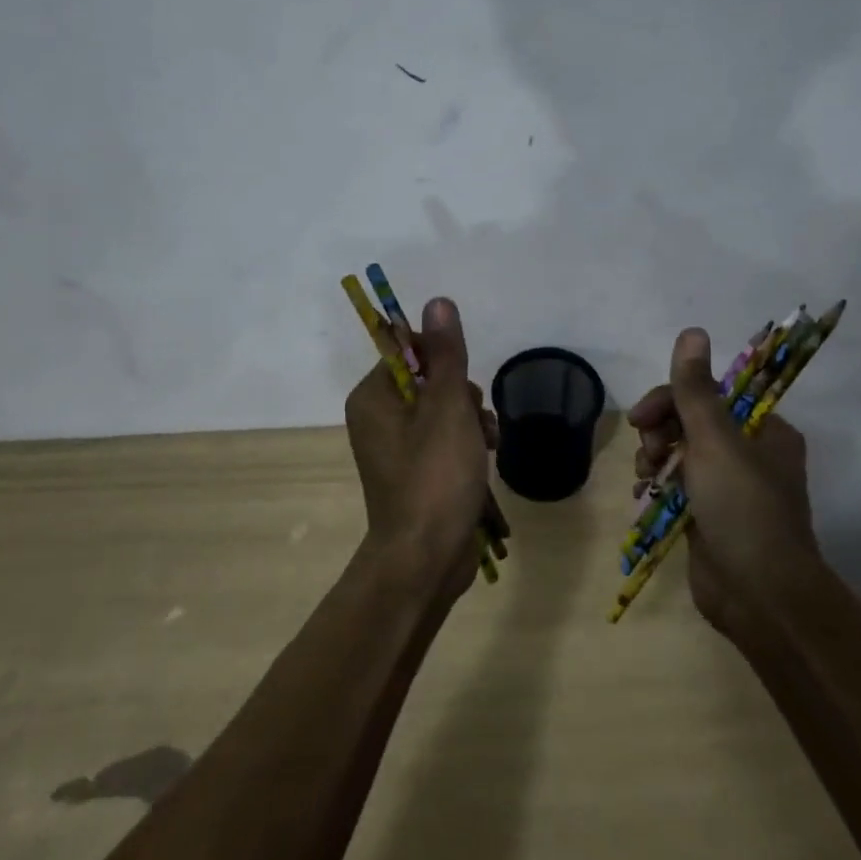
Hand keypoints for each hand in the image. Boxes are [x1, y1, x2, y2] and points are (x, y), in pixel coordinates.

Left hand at [343, 297, 495, 604]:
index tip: (459, 382)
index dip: (441, 358)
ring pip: (443, 409)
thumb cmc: (434, 476)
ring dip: (472, 419)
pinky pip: (444, 438)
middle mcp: (378, 417)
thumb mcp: (447, 407)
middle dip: (462, 394)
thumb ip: (445, 353)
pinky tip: (487, 457)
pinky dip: (467, 443)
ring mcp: (396, 447)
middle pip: (429, 379)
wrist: (426, 559)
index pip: (407, 349)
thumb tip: (437, 300)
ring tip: (487, 443)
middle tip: (473, 420)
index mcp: (373, 396)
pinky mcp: (416, 471)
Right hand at [628, 328, 817, 636]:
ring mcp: (727, 486)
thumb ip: (695, 388)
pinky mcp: (708, 516)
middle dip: (660, 431)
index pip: (708, 394)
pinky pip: (676, 486)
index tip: (641, 418)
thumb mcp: (715, 441)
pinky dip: (657, 486)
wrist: (759, 597)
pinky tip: (642, 496)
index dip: (670, 399)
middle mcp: (748, 453)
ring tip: (646, 479)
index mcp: (762, 430)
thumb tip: (692, 330)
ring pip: (679, 453)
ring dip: (655, 458)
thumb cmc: (742, 508)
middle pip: (689, 421)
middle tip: (647, 453)